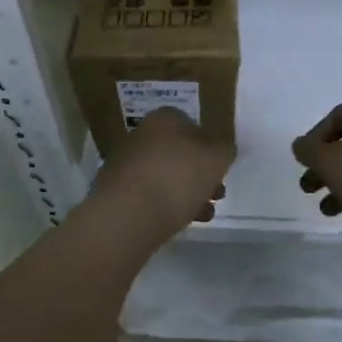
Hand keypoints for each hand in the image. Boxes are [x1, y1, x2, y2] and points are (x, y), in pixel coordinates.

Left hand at [92, 108, 233, 238]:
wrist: (128, 213)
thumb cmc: (178, 176)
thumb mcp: (218, 158)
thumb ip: (224, 149)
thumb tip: (220, 149)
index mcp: (164, 119)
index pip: (192, 125)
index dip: (209, 147)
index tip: (220, 168)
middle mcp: (142, 135)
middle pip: (179, 153)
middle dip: (200, 174)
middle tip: (217, 193)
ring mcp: (126, 163)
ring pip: (166, 175)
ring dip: (187, 192)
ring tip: (206, 213)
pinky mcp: (117, 192)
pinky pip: (150, 195)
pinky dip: (167, 205)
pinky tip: (183, 222)